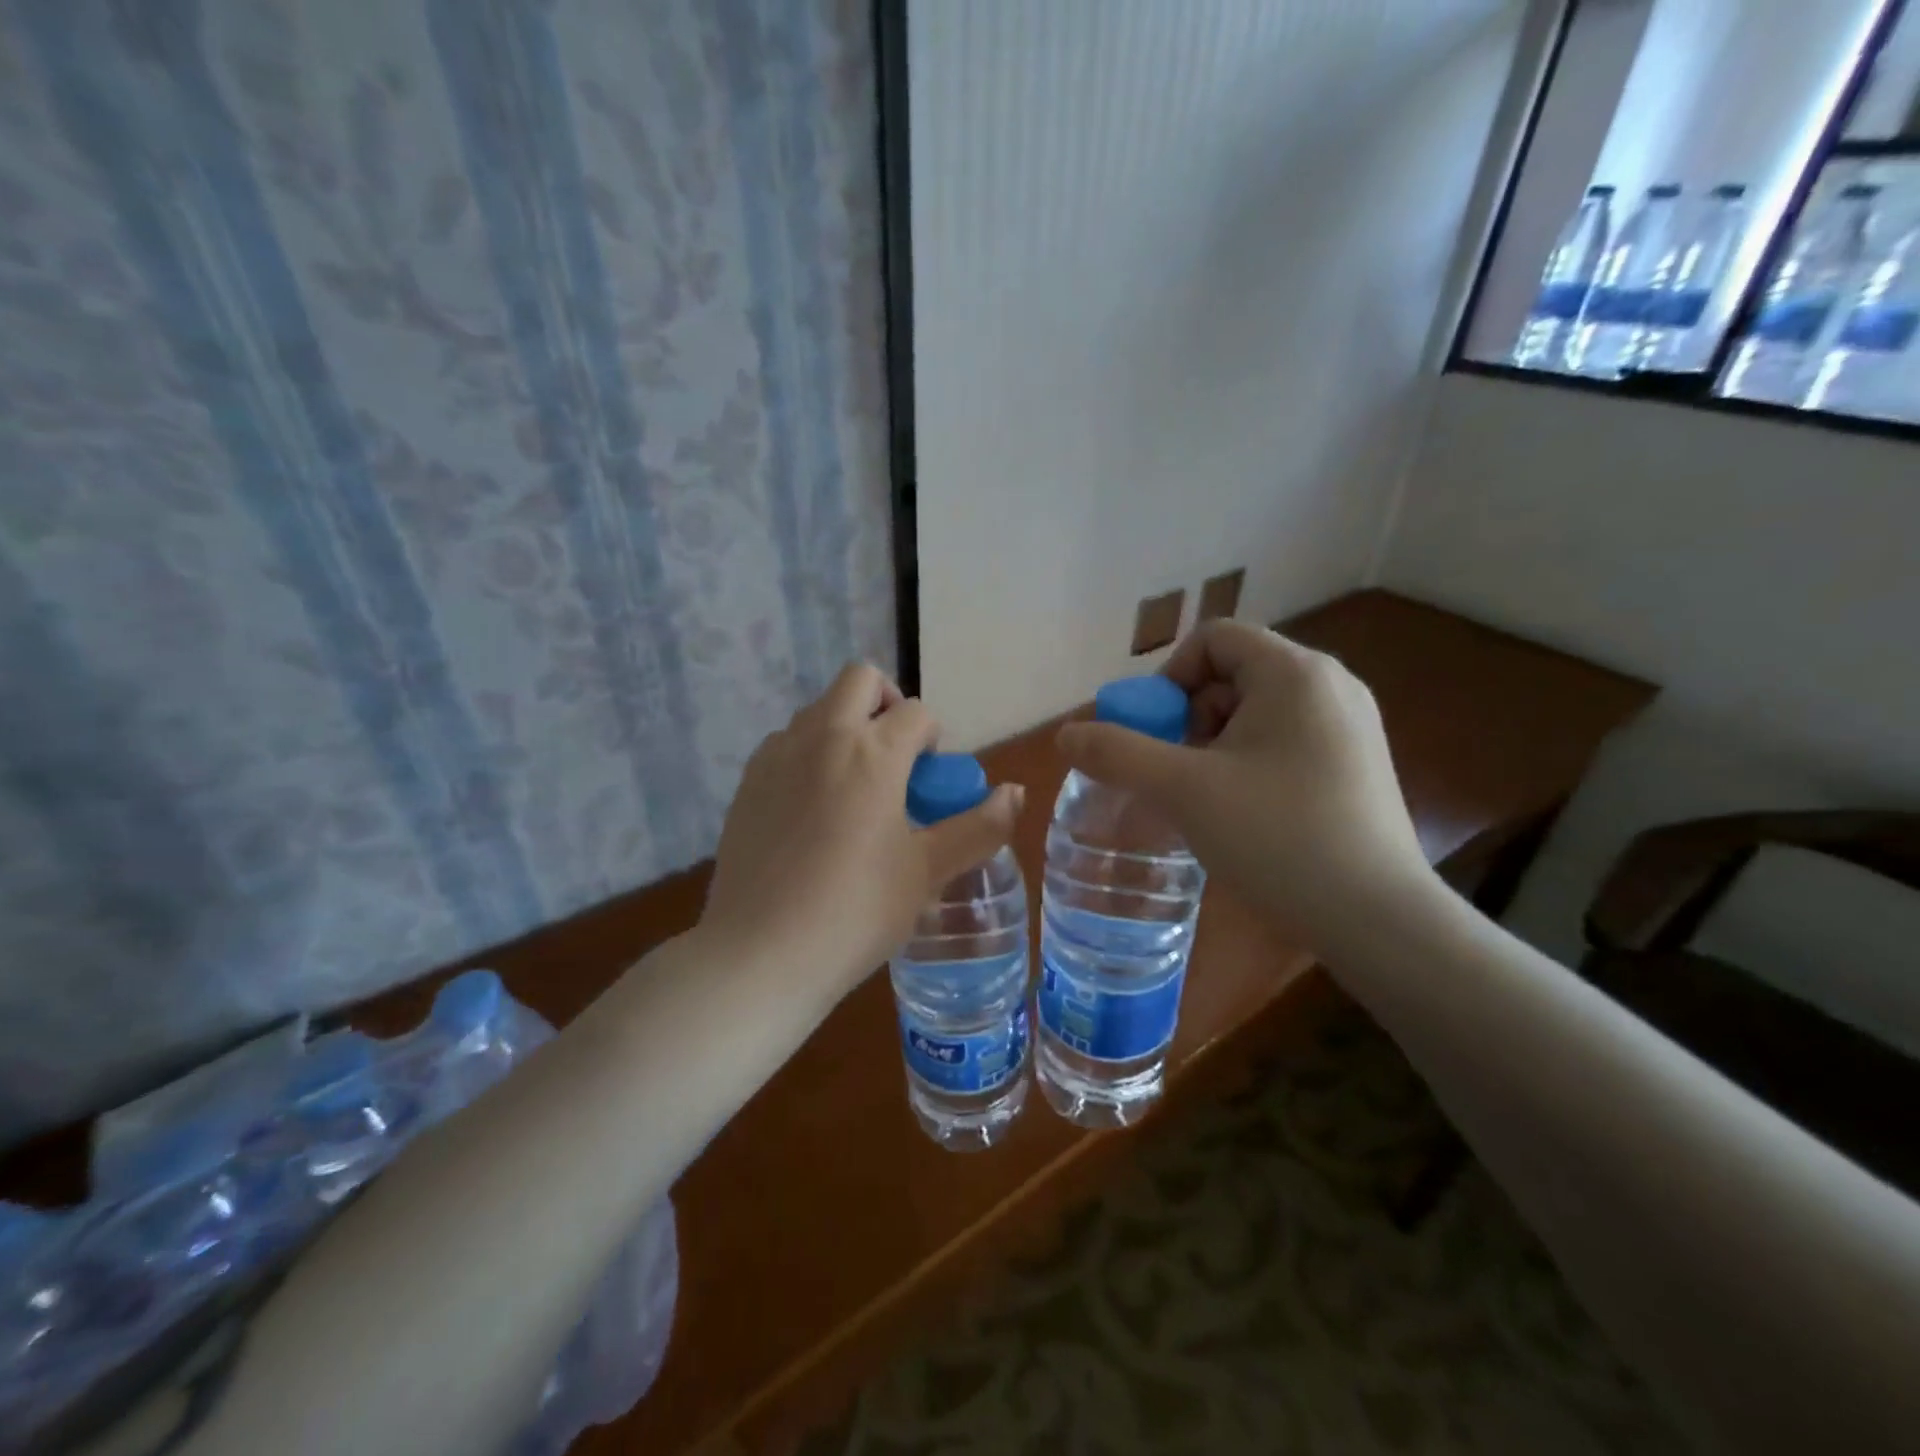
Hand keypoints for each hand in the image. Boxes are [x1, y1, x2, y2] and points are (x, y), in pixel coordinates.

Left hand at [702, 663, 1024, 1001]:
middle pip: (860, 679)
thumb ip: (979, 827)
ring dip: (846, 728)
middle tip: (897, 759)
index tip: (929, 782)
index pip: (916, 712)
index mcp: (873, 752)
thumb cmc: (857, 911)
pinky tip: (813, 812)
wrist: (761, 954)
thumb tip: (1015, 793)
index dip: (933, 739)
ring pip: (818, 710)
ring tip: (855, 791)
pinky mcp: (747, 782)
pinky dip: (809, 754)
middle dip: (887, 703)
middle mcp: (822, 736)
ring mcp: (776, 755)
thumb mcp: (928, 871)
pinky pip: (786, 744)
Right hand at [1056, 622, 1430, 952]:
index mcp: (1294, 672)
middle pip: (1234, 673)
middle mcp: (1331, 684)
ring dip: (1216, 743)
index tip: (1155, 734)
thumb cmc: (1277, 837)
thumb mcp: (1183, 790)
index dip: (1169, 678)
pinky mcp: (1358, 763)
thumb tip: (1066, 733)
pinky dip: (1250, 761)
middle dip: (1190, 717)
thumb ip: (1117, 754)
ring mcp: (1352, 725)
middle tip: (1178, 772)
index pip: (1213, 638)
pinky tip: (1246, 812)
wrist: (1378, 918)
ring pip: (1258, 710)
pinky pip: (1286, 739)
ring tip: (1208, 798)